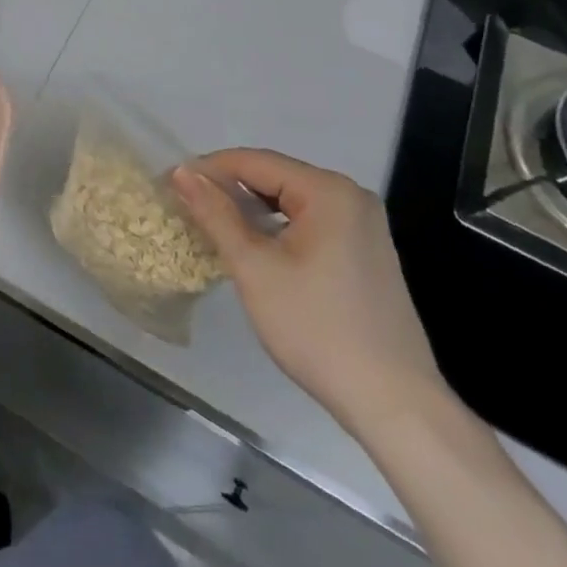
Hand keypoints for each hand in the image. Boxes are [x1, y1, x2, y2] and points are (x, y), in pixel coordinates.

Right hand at [172, 148, 449, 435]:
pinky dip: (278, 228)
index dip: (208, 170)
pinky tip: (256, 250)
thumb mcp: (255, 268)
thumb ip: (216, 213)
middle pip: (275, 177)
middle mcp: (350, 195)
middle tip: (188, 208)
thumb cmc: (317, 329)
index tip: (171, 184)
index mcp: (327, 190)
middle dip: (230, 190)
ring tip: (214, 228)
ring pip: (291, 201)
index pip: (254, 161)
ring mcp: (364, 224)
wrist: (395, 405)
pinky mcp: (367, 251)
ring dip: (252, 210)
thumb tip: (182, 172)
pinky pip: (311, 222)